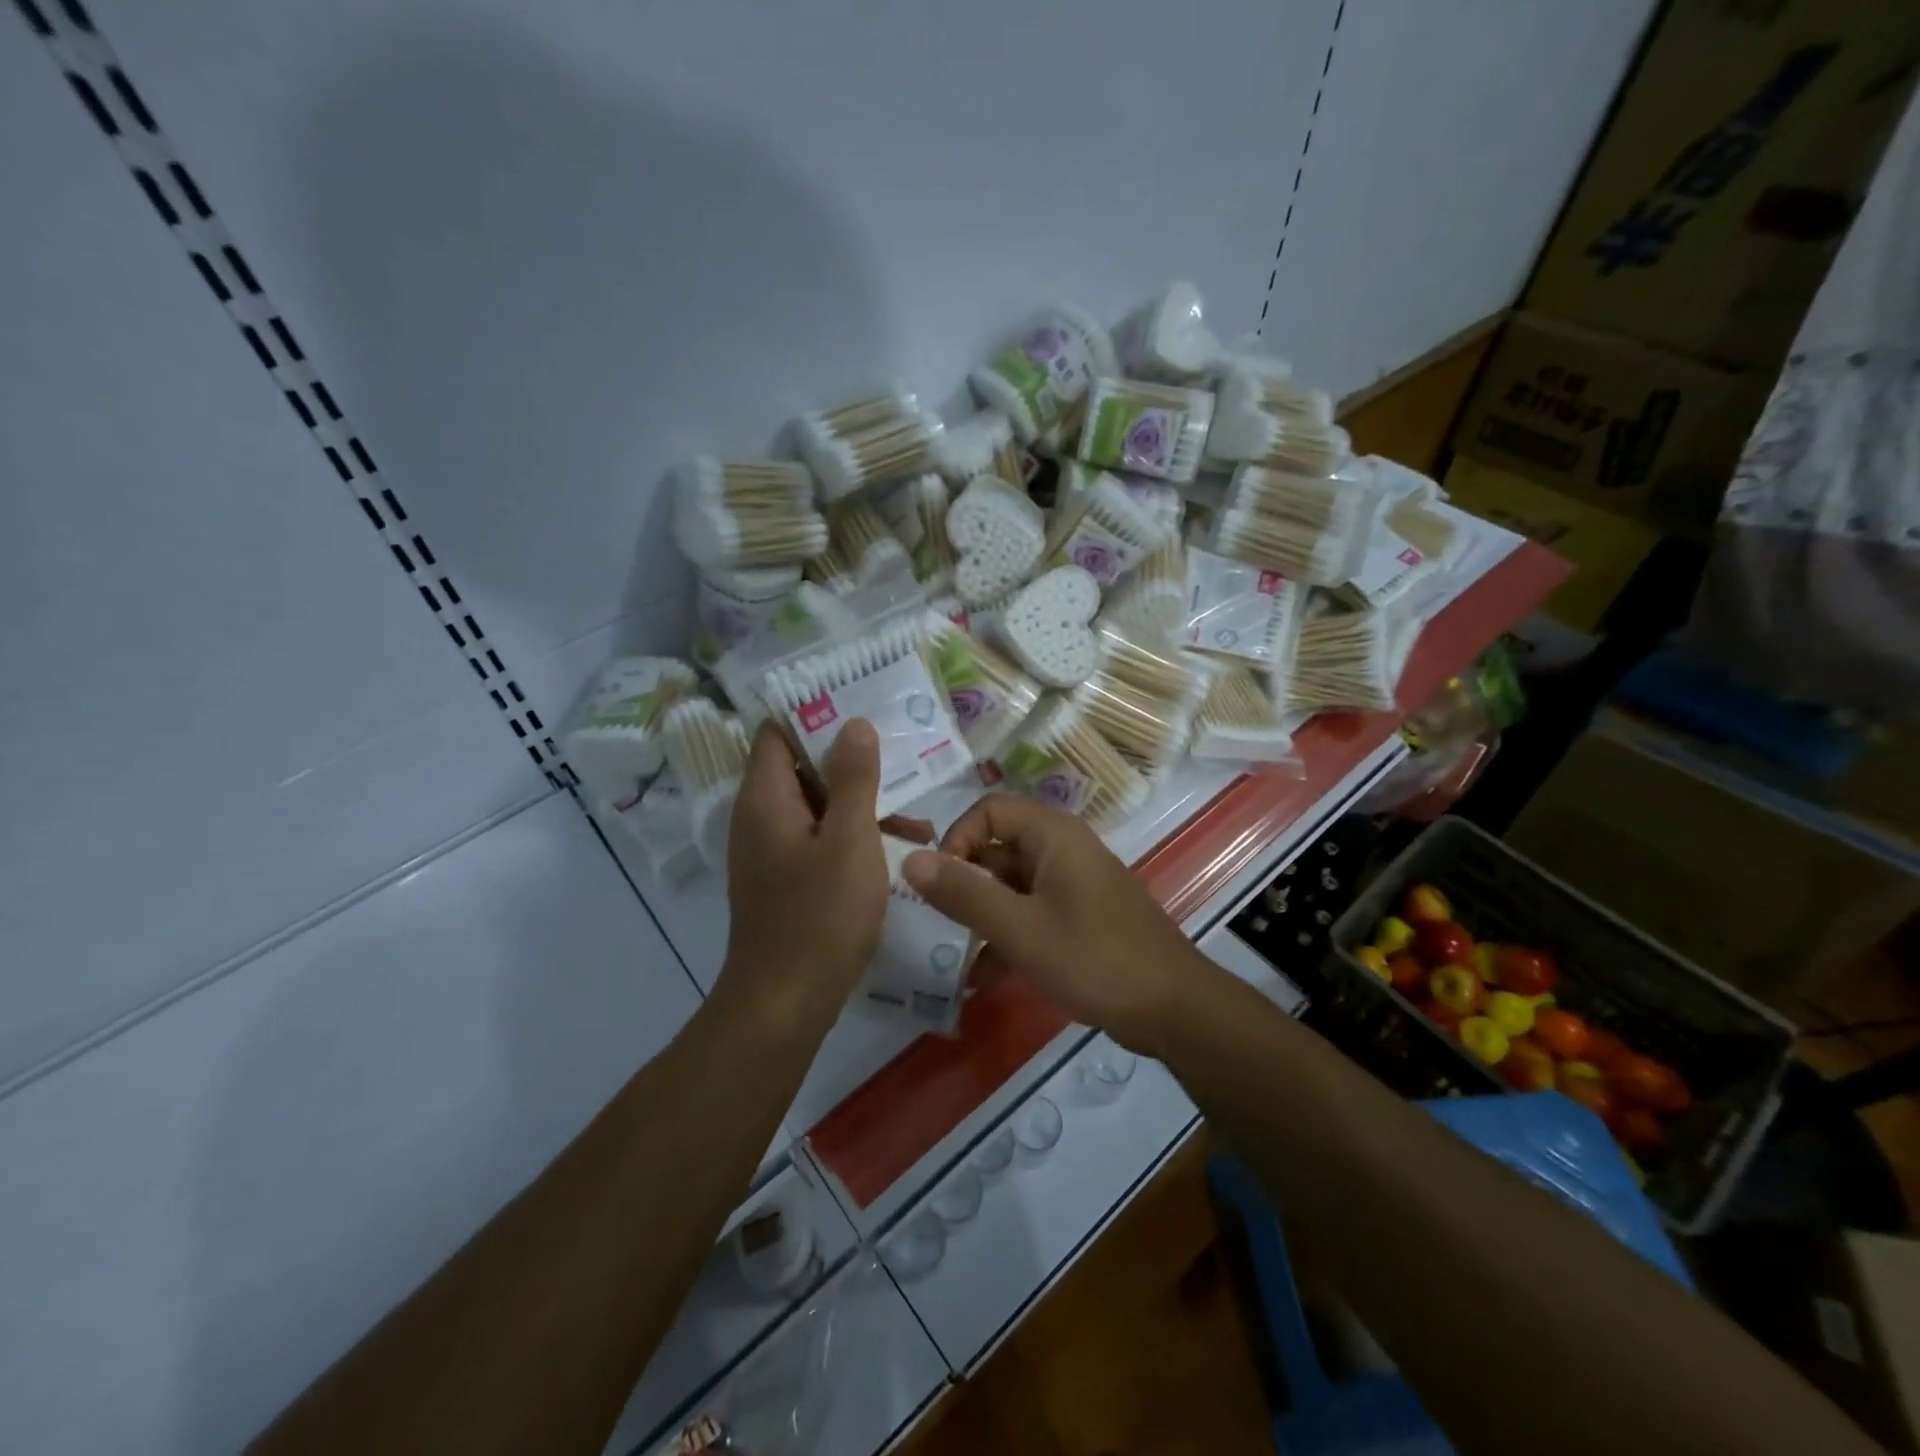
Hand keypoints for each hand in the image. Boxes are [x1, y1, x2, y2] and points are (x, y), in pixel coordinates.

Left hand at [718, 720, 889, 1028]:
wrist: (785, 1002)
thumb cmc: (820, 914)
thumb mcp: (849, 838)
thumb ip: (853, 778)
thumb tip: (853, 724)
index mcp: (766, 798)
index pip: (776, 732)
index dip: (814, 715)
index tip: (860, 709)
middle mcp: (760, 818)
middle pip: (802, 768)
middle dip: (852, 764)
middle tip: (901, 759)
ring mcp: (772, 852)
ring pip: (818, 808)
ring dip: (862, 806)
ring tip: (916, 820)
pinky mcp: (786, 880)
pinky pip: (820, 840)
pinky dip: (854, 838)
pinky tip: (898, 854)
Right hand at [902, 794, 1206, 1053]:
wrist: (1174, 1009)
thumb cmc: (1095, 958)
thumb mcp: (1020, 929)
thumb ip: (964, 894)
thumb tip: (910, 860)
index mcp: (1052, 836)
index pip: (988, 811)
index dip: (957, 840)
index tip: (940, 885)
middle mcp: (1062, 850)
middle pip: (997, 851)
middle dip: (964, 887)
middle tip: (936, 926)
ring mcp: (1072, 885)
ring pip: (1011, 888)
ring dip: (982, 919)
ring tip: (952, 959)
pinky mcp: (1079, 918)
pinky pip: (1031, 915)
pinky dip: (1007, 938)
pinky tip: (983, 979)